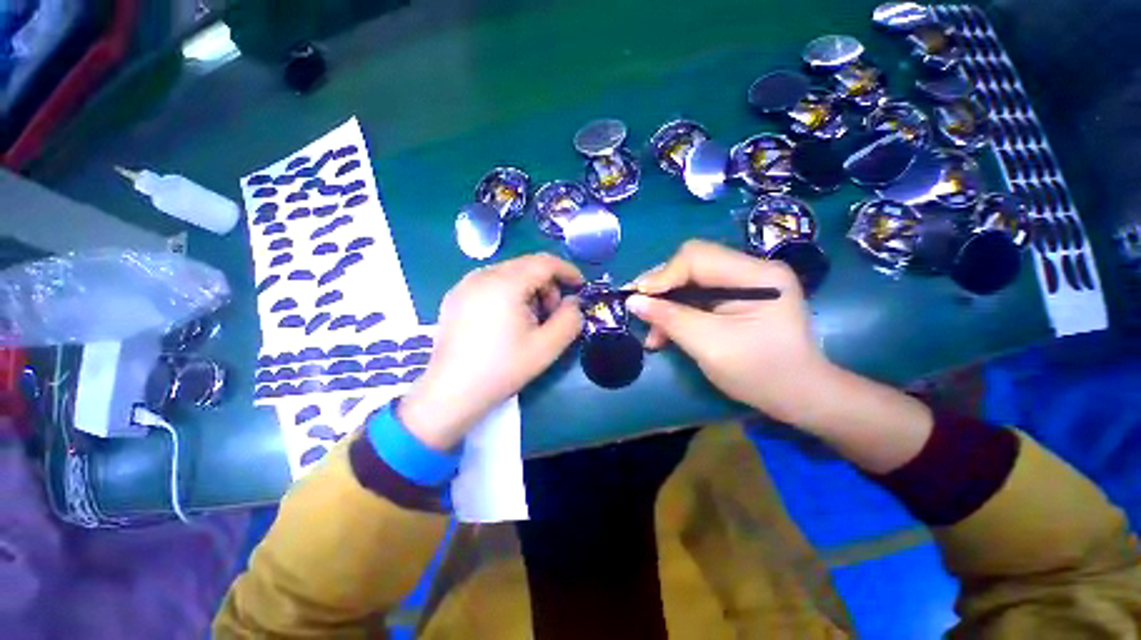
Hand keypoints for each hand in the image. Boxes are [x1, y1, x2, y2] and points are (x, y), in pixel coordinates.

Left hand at [400, 254, 583, 450]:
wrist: (451, 393)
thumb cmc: (502, 369)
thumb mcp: (546, 347)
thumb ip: (570, 320)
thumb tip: (573, 302)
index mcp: (505, 284)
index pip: (544, 262)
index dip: (567, 271)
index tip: (580, 287)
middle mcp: (482, 275)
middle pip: (526, 266)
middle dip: (547, 285)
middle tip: (552, 314)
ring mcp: (465, 284)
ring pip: (508, 273)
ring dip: (528, 289)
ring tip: (529, 320)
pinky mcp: (455, 297)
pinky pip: (491, 283)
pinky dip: (509, 293)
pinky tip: (506, 320)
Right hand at [626, 240, 831, 425]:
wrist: (799, 397)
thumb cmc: (760, 373)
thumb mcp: (709, 345)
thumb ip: (669, 318)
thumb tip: (632, 300)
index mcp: (757, 275)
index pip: (697, 257)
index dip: (662, 276)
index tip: (638, 300)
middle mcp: (752, 270)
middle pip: (692, 266)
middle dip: (662, 290)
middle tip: (641, 313)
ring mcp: (745, 283)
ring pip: (690, 282)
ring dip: (667, 305)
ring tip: (653, 334)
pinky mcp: (738, 298)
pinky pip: (698, 297)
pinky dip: (678, 313)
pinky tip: (666, 333)